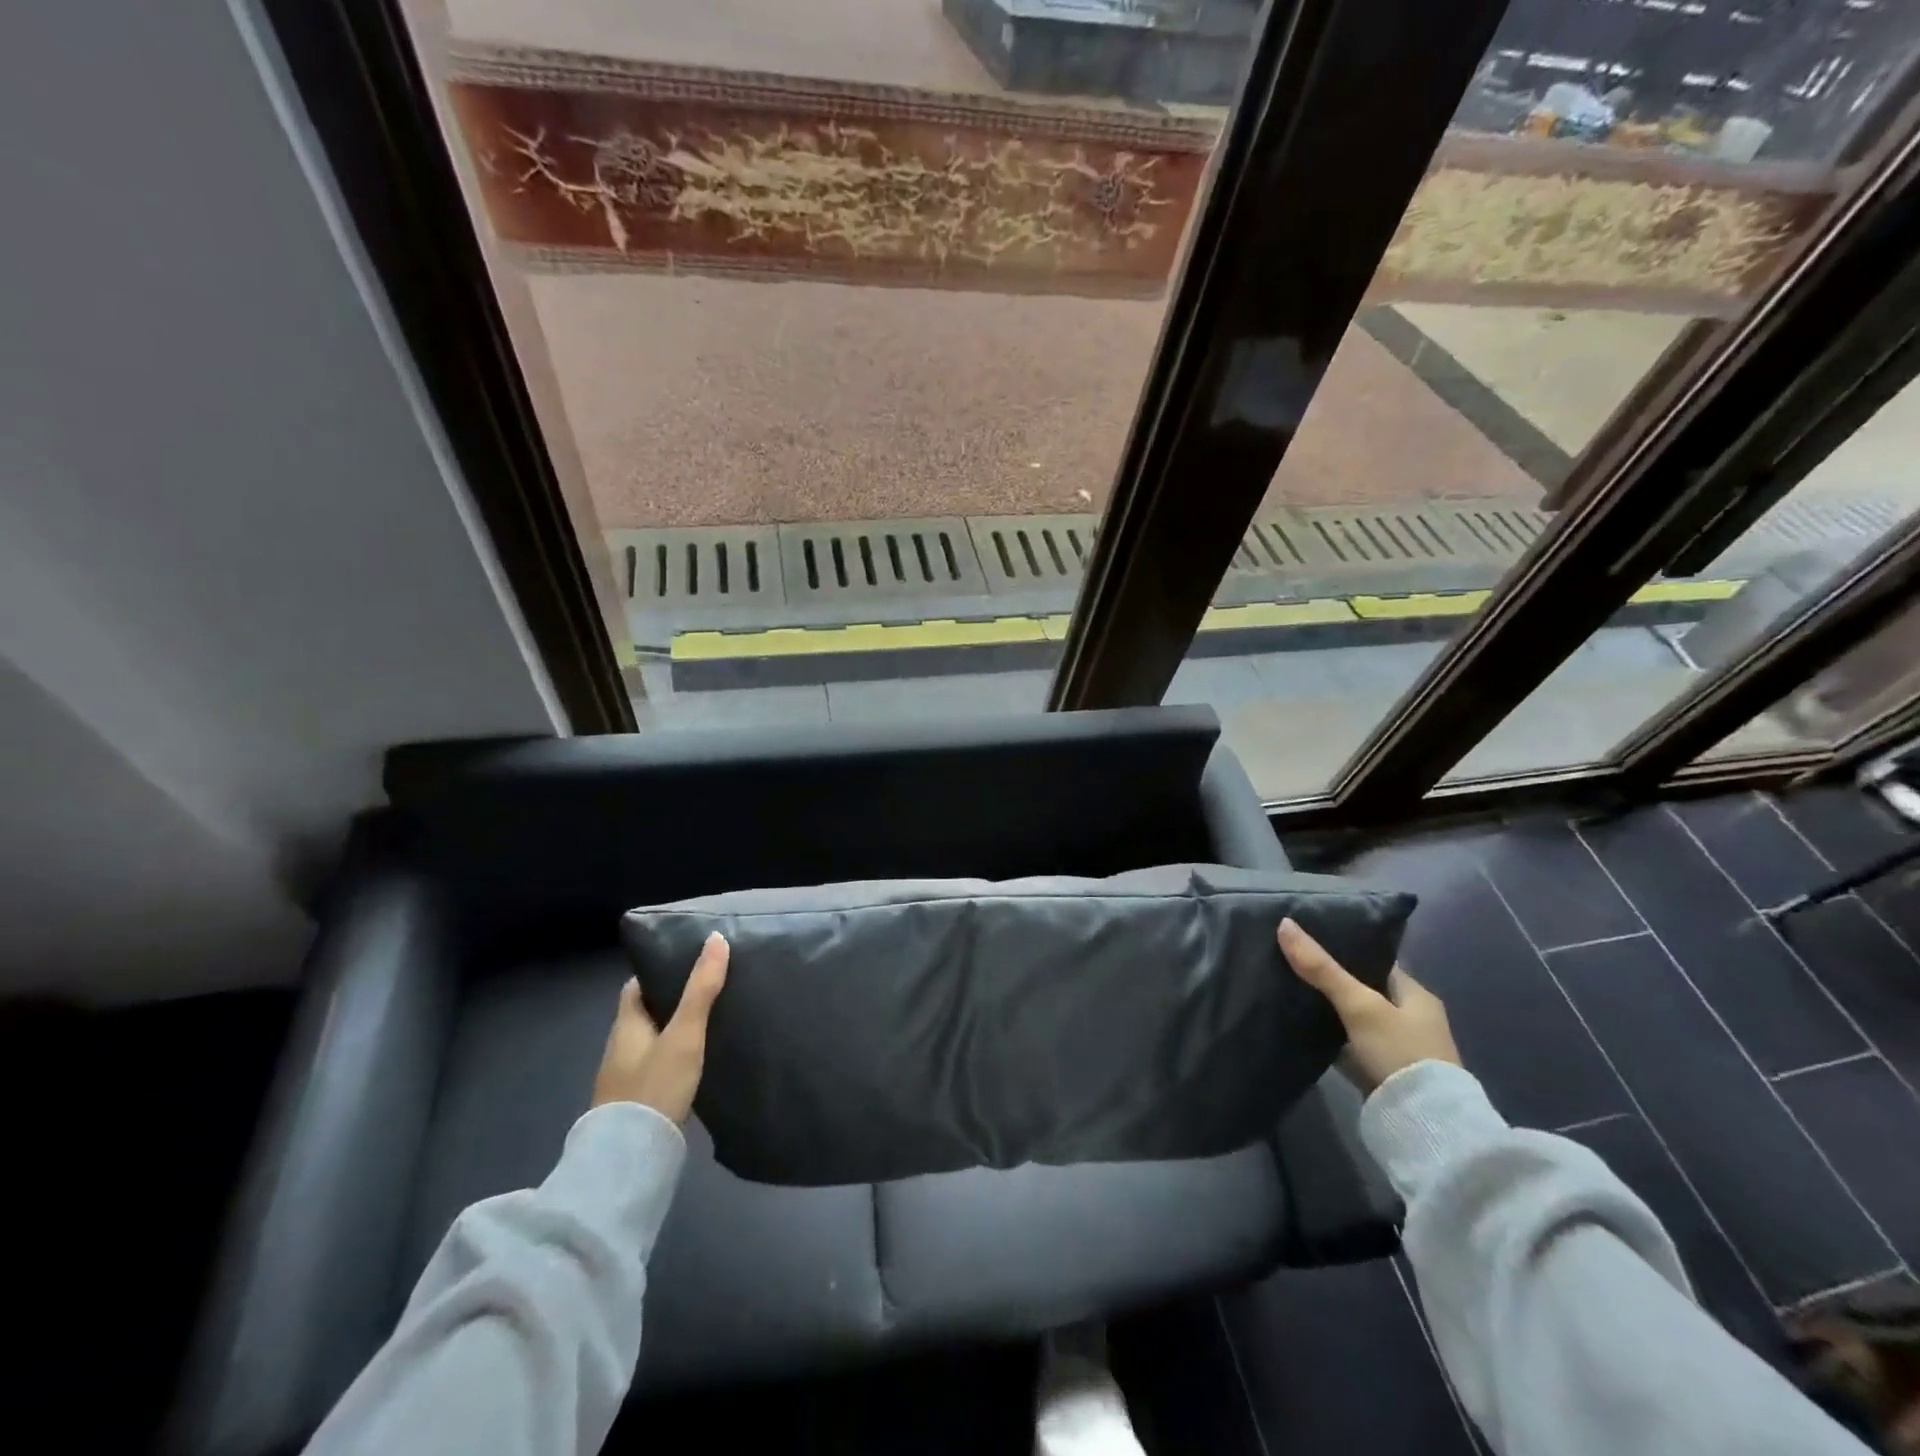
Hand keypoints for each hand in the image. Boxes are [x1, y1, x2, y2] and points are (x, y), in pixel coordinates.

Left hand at [592, 932, 728, 1122]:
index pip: (636, 986)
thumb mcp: (684, 1033)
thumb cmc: (655, 1085)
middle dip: (673, 1000)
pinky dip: (675, 1056)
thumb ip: (701, 989)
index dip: (659, 971)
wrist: (631, 1159)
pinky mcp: (639, 1102)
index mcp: (625, 1025)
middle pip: (646, 1013)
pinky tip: (699, 1060)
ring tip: (712, 1019)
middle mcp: (620, 1047)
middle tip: (710, 987)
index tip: (689, 962)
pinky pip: (658, 1066)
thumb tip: (716, 937)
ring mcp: (626, 1078)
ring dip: (675, 1030)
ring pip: (653, 1041)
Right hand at [1278, 918, 1458, 1091]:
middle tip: (1290, 961)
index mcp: (1416, 994)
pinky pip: (1349, 1042)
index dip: (1344, 947)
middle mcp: (1411, 1017)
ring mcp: (1397, 1047)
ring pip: (1354, 1016)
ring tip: (1288, 987)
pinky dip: (1330, 1034)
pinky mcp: (1382, 1071)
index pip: (1375, 960)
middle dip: (1331, 978)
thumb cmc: (1399, 1052)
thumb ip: (1322, 968)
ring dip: (1329, 1007)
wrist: (1424, 1124)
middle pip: (1363, 988)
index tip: (1307, 938)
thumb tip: (1284, 924)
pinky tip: (1302, 1025)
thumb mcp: (1359, 1005)